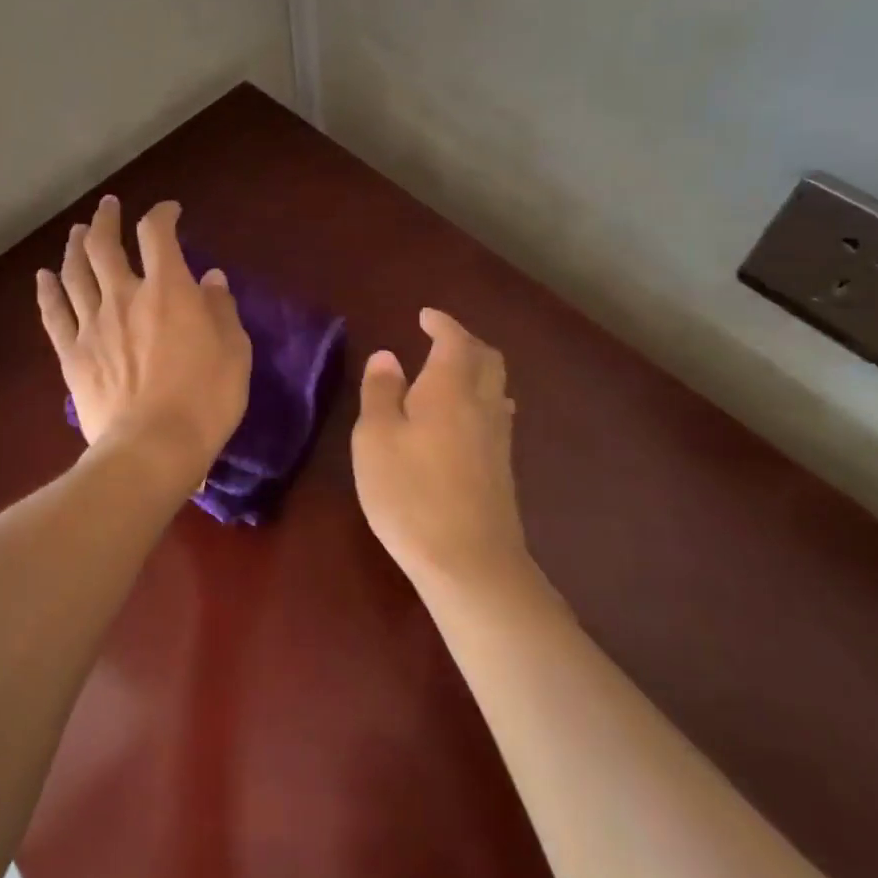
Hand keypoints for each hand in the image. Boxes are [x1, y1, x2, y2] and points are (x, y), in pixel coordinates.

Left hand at [37, 196, 251, 492]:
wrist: (152, 448)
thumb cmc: (204, 400)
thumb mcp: (234, 352)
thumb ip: (221, 310)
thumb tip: (211, 278)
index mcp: (167, 290)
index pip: (157, 234)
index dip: (161, 214)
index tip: (169, 212)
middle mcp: (124, 296)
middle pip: (104, 244)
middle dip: (106, 219)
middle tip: (108, 207)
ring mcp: (92, 324)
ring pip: (75, 272)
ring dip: (75, 246)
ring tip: (77, 232)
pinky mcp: (72, 354)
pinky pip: (54, 314)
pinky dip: (47, 291)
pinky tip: (43, 277)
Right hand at [352, 308, 529, 589]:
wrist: (469, 561)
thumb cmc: (410, 492)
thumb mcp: (375, 438)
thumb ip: (380, 392)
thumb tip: (387, 356)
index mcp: (450, 388)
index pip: (454, 341)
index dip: (442, 324)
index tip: (426, 315)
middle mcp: (482, 405)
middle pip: (487, 359)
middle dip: (465, 342)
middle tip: (439, 339)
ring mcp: (498, 438)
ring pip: (496, 387)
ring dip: (476, 370)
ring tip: (449, 374)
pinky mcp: (502, 468)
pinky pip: (495, 415)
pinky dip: (479, 400)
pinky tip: (464, 419)